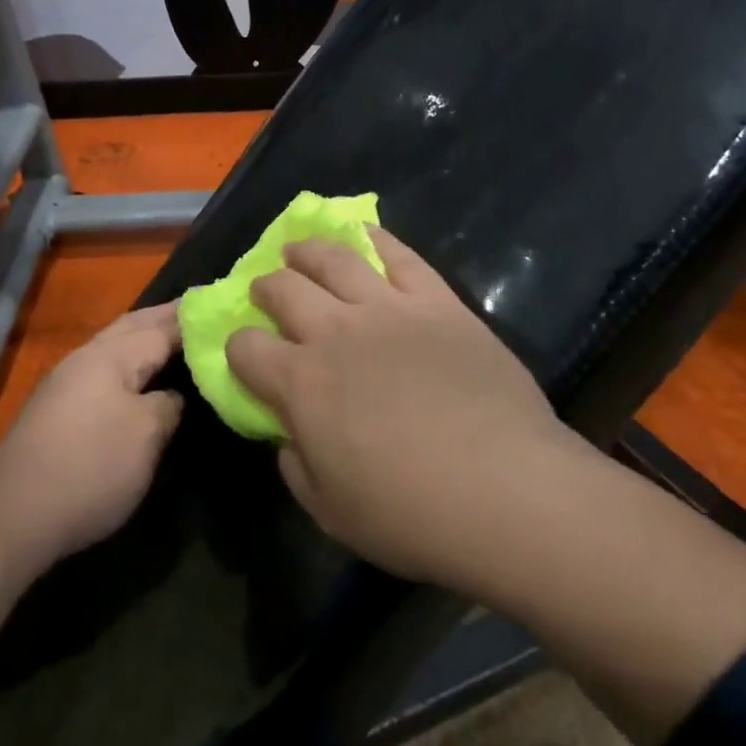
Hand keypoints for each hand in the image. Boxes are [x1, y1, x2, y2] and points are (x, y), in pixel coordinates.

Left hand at [0, 303, 183, 569]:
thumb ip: (168, 404)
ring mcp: (67, 382)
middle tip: (201, 313)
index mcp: (111, 355)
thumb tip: (173, 395)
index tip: (224, 309)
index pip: (162, 327)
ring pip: (115, 346)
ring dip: (145, 337)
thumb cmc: (90, 468)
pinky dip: (129, 362)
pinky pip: (105, 369)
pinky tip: (140, 376)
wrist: (14, 516)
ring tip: (176, 338)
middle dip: (166, 318)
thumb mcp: (146, 435)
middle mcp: (86, 357)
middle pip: (133, 326)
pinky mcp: (58, 409)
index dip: (193, 320)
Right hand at [226, 228, 584, 590]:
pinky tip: (363, 232)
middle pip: (283, 288)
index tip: (246, 356)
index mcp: (300, 383)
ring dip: (306, 250)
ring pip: (334, 258)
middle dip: (265, 287)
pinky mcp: (437, 301)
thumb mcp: (330, 511)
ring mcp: (388, 308)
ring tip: (299, 250)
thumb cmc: (411, 514)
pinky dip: (375, 237)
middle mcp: (335, 332)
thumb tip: (289, 435)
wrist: (507, 489)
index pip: (245, 347)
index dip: (238, 349)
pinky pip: (399, 255)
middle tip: (267, 291)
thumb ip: (296, 464)